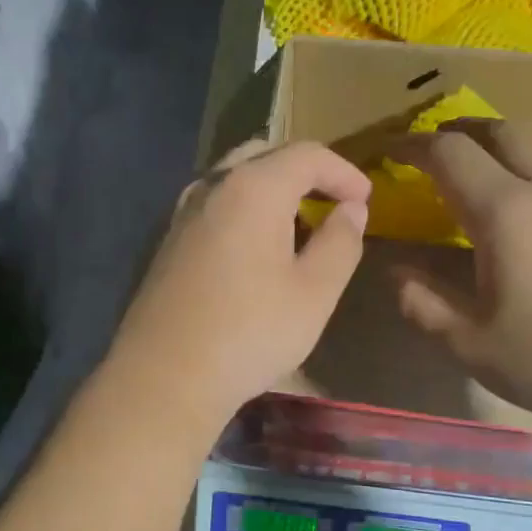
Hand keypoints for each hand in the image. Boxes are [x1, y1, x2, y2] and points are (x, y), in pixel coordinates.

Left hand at [108, 141, 371, 431]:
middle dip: (304, 172)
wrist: (166, 376)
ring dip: (270, 190)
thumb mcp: (315, 293)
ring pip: (233, 179)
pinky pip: (214, 206)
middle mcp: (212, 187)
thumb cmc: (250, 333)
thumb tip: (351, 210)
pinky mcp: (167, 242)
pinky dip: (243, 210)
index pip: (306, 154)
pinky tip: (254, 247)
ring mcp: (182, 214)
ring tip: (296, 225)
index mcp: (252, 188)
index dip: (343, 171)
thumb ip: (340, 242)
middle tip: (331, 203)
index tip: (365, 199)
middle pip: (264, 155)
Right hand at [390, 120, 531, 436]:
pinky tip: (529, 224)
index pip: (450, 153)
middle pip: (503, 131)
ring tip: (477, 182)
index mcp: (506, 212)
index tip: (388, 150)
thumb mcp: (474, 346)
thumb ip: (424, 305)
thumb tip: (395, 273)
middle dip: (461, 130)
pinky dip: (531, 181)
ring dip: (500, 152)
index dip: (413, 145)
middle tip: (433, 148)